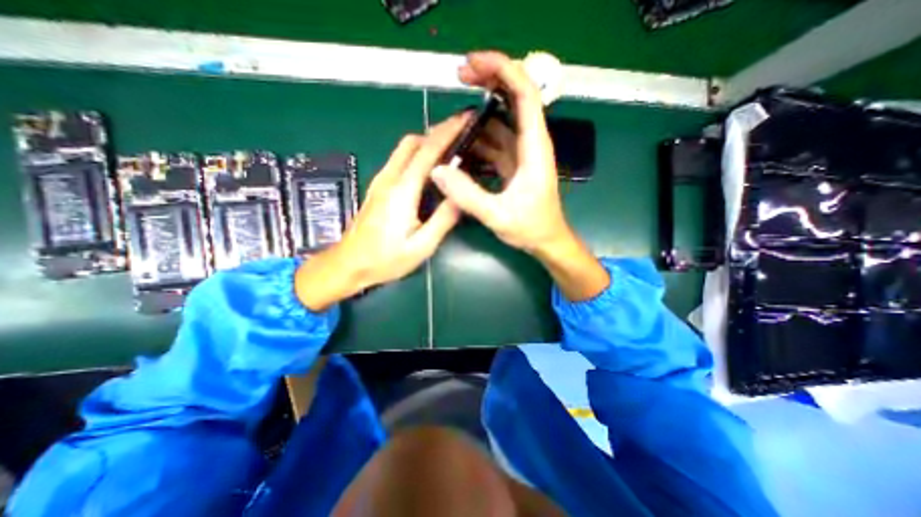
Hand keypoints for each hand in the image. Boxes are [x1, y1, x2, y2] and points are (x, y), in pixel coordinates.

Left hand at [298, 116, 469, 310]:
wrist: (348, 264)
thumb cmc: (385, 259)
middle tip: (461, 138)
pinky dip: (417, 156)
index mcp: (402, 191)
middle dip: (438, 133)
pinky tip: (430, 171)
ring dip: (427, 143)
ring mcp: (381, 181)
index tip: (467, 120)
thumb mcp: (421, 246)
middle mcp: (389, 178)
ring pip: (404, 149)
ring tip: (450, 152)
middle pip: (413, 141)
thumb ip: (443, 220)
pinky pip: (399, 161)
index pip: (428, 151)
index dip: (448, 132)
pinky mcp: (378, 187)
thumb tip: (462, 197)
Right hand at [430, 51, 572, 256]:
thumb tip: (438, 171)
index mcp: (534, 149)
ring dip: (477, 116)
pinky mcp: (512, 165)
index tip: (473, 63)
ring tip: (451, 119)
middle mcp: (529, 144)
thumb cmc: (531, 228)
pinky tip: (459, 146)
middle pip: (513, 99)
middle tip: (458, 76)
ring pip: (499, 123)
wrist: (546, 241)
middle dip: (488, 81)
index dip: (502, 71)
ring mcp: (520, 154)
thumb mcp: (497, 215)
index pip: (525, 95)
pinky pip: (493, 144)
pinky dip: (477, 140)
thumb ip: (468, 195)